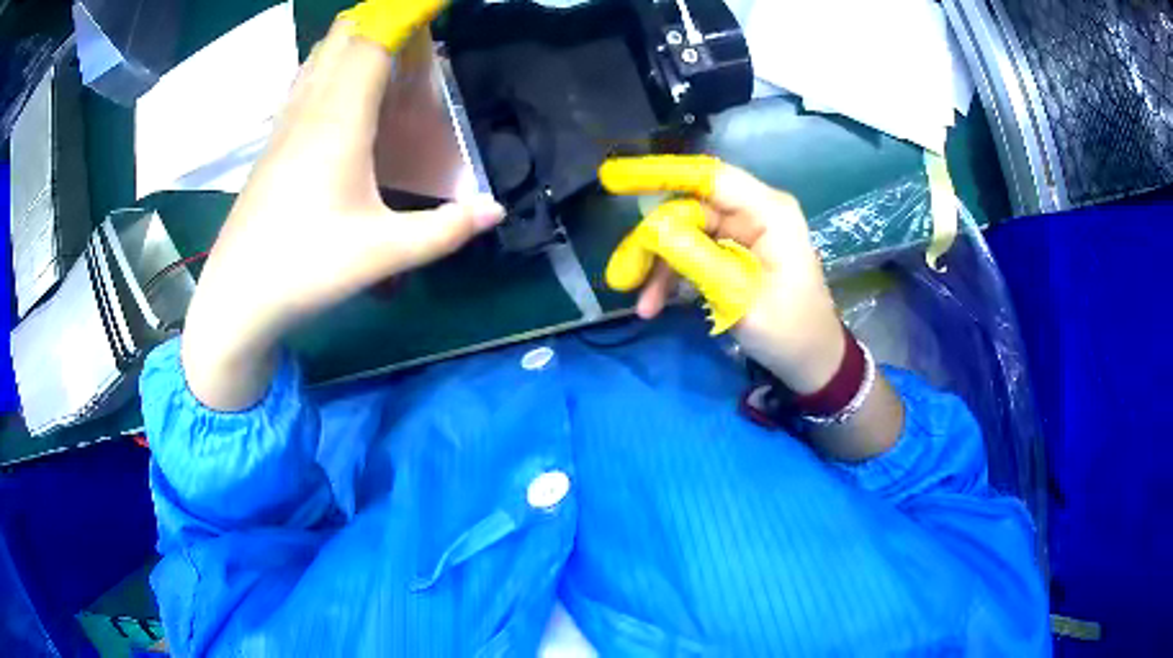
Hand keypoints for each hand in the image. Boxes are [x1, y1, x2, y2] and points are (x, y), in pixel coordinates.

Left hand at [182, 0, 502, 409]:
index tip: (438, 6)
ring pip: (320, 53)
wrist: (236, 299)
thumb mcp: (383, 254)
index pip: (374, 39)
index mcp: (338, 119)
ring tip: (390, 59)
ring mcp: (285, 122)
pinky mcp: (273, 142)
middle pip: (344, 34)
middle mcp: (309, 107)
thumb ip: (445, 230)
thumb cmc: (305, 270)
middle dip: (383, 20)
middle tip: (419, 41)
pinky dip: (332, 65)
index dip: (407, 13)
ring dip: (355, 40)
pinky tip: (346, 93)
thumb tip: (496, 211)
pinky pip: (305, 79)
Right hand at [600, 156, 844, 393]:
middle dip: (653, 241)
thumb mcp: (741, 298)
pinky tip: (655, 304)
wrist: (813, 362)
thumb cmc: (790, 331)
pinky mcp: (734, 253)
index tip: (615, 177)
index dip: (661, 173)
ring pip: (685, 233)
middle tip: (622, 276)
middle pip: (689, 209)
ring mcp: (743, 233)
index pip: (709, 177)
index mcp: (768, 212)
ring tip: (642, 304)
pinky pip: (694, 253)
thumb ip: (697, 260)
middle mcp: (754, 213)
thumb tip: (651, 231)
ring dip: (659, 265)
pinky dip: (673, 276)